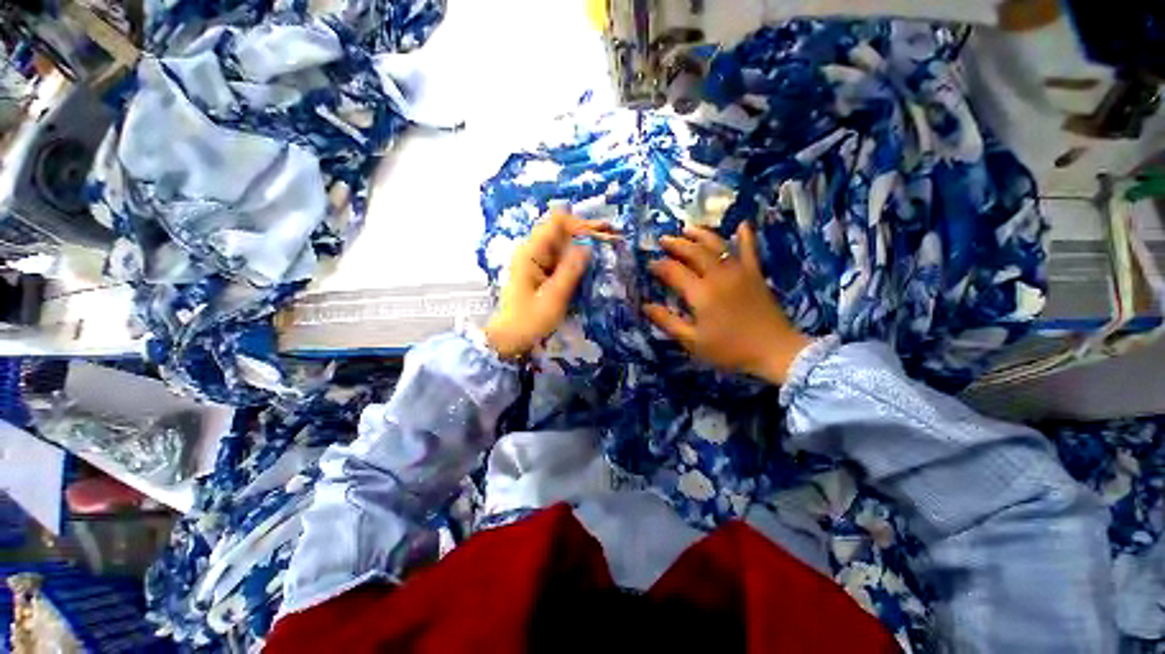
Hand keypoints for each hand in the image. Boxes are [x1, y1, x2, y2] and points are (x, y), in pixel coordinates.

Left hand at [484, 212, 611, 358]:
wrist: (510, 338)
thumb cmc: (528, 320)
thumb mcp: (553, 298)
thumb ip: (570, 271)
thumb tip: (587, 246)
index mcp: (531, 253)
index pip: (556, 222)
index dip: (580, 224)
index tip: (601, 234)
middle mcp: (533, 251)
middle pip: (561, 230)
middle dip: (586, 231)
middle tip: (613, 235)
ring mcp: (536, 261)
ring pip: (563, 244)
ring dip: (584, 243)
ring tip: (608, 244)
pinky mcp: (541, 271)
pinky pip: (561, 257)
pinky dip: (577, 257)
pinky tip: (592, 260)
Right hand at [644, 223, 809, 384]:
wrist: (774, 351)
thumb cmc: (729, 349)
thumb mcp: (692, 341)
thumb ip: (667, 321)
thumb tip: (646, 306)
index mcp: (701, 292)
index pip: (674, 271)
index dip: (659, 266)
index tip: (649, 264)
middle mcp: (718, 275)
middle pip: (694, 251)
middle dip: (676, 244)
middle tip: (663, 240)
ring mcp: (739, 271)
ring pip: (717, 245)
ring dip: (700, 234)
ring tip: (687, 228)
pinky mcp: (755, 274)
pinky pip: (749, 250)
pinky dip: (745, 236)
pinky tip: (742, 223)